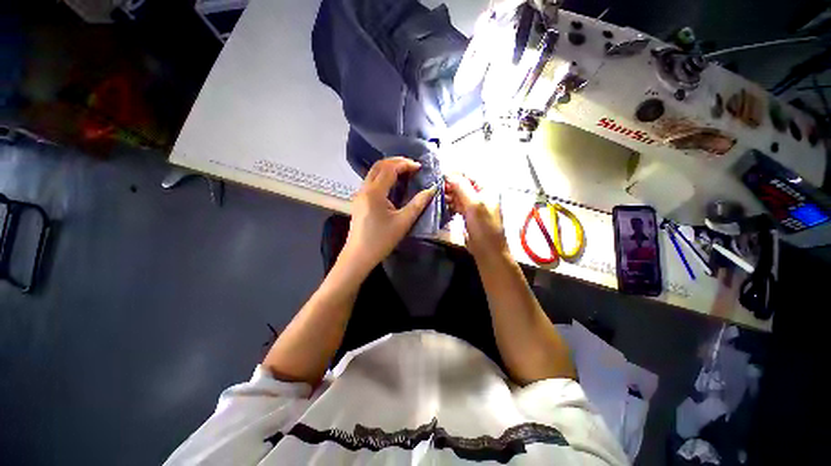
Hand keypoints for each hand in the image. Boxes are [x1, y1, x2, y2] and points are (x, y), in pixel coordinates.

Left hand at [341, 157, 437, 274]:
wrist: (358, 256)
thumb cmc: (381, 240)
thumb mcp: (403, 222)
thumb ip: (418, 204)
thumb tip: (432, 189)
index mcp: (374, 192)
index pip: (389, 168)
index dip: (405, 164)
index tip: (419, 167)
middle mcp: (364, 189)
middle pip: (379, 166)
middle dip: (396, 162)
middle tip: (412, 166)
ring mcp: (359, 194)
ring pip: (373, 172)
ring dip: (389, 168)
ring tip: (405, 172)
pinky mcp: (359, 201)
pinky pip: (371, 181)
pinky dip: (383, 177)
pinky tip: (393, 184)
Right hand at [444, 174, 508, 262]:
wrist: (487, 251)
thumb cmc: (484, 227)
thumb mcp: (474, 205)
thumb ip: (462, 188)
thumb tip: (448, 174)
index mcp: (485, 189)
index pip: (467, 176)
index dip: (453, 175)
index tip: (438, 178)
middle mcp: (479, 195)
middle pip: (461, 185)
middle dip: (448, 186)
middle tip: (435, 191)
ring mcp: (473, 205)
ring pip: (457, 196)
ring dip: (447, 196)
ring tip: (436, 199)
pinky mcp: (467, 215)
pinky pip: (456, 205)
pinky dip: (449, 205)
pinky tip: (442, 207)